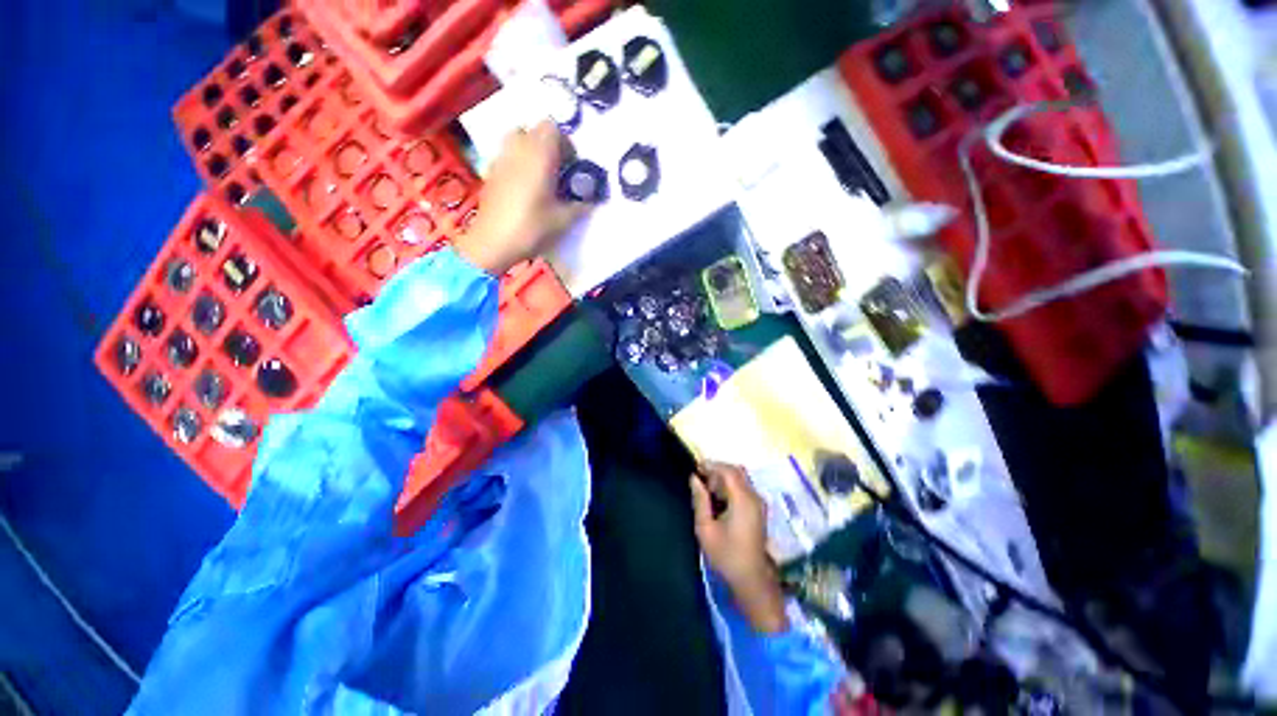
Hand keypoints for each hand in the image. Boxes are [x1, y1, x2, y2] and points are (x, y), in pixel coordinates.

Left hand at [455, 120, 587, 275]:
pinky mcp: (491, 171)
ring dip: (532, 149)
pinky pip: (507, 154)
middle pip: (535, 129)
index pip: (553, 128)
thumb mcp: (562, 221)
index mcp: (539, 156)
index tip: (571, 165)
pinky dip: (518, 161)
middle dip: (550, 144)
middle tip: (558, 169)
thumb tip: (593, 201)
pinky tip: (523, 185)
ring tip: (540, 174)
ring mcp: (501, 159)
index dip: (565, 143)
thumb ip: (580, 207)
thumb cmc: (531, 229)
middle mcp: (519, 150)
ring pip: (518, 138)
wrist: (492, 243)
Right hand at [690, 462, 788, 633]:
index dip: (711, 465)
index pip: (728, 471)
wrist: (751, 580)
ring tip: (707, 489)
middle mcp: (754, 497)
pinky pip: (744, 488)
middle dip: (718, 470)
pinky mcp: (758, 511)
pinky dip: (730, 487)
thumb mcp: (706, 529)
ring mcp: (758, 504)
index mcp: (743, 500)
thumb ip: (700, 501)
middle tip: (700, 479)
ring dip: (724, 478)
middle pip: (736, 472)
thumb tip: (694, 479)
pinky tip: (718, 499)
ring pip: (741, 479)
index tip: (696, 468)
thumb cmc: (726, 556)